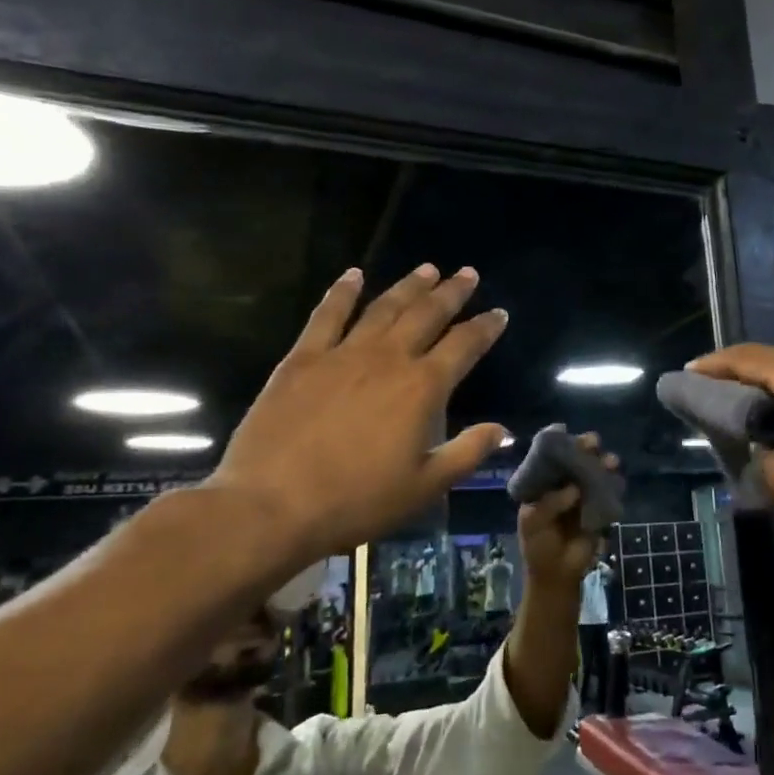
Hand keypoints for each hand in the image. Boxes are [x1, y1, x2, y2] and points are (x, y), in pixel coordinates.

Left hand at [204, 265, 507, 583]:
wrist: (273, 505)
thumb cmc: (357, 501)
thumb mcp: (425, 487)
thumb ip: (467, 452)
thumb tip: (501, 429)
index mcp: (422, 388)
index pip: (464, 345)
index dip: (484, 328)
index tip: (499, 313)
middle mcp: (388, 359)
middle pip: (427, 315)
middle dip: (451, 293)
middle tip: (467, 274)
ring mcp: (343, 354)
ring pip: (384, 308)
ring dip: (408, 287)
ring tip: (427, 269)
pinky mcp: (302, 359)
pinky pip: (327, 315)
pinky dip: (342, 292)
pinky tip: (353, 275)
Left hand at [516, 432, 618, 593]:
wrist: (557, 574)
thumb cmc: (538, 545)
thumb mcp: (532, 523)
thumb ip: (548, 504)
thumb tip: (573, 489)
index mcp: (543, 482)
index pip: (549, 456)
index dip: (556, 441)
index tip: (564, 430)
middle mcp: (564, 482)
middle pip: (576, 458)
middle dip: (585, 447)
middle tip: (592, 443)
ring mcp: (584, 493)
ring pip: (595, 471)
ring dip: (604, 463)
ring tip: (610, 462)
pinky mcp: (600, 507)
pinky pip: (609, 491)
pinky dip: (615, 483)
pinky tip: (617, 481)